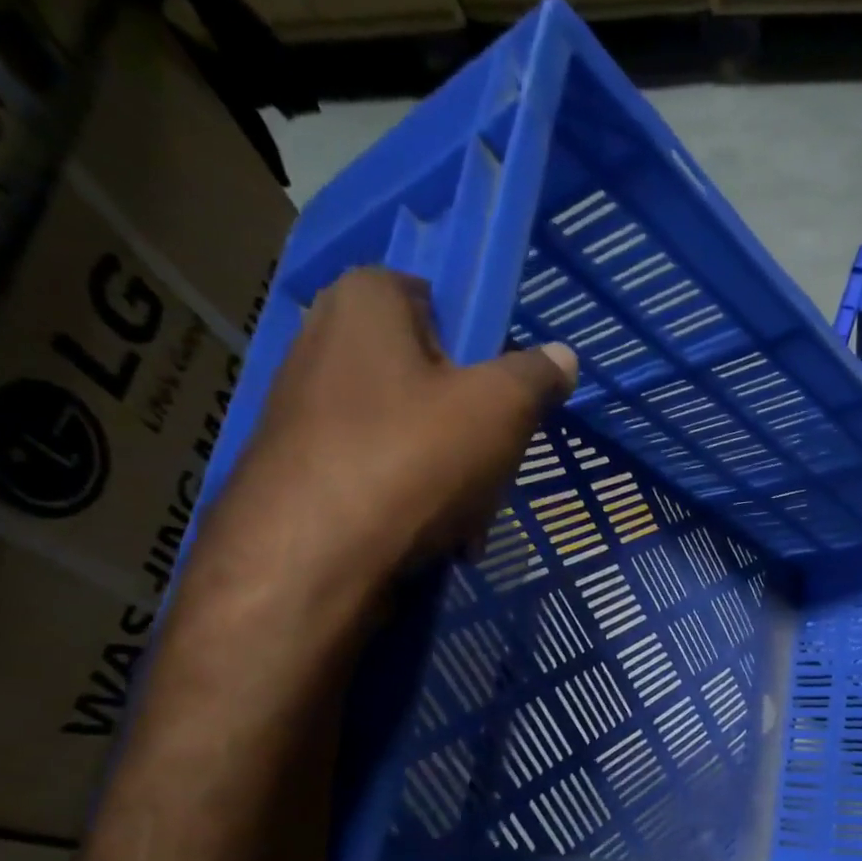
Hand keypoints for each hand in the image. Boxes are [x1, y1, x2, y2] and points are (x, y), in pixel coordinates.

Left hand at [192, 267, 577, 598]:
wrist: (311, 559)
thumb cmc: (412, 458)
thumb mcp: (501, 409)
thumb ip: (537, 375)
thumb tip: (562, 357)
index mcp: (364, 301)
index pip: (437, 301)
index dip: (479, 350)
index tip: (501, 400)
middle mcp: (323, 340)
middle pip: (429, 377)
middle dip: (471, 430)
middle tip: (493, 468)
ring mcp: (303, 407)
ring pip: (409, 433)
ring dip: (452, 476)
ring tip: (468, 521)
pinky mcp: (299, 467)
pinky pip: (378, 471)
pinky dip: (413, 500)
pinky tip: (436, 540)